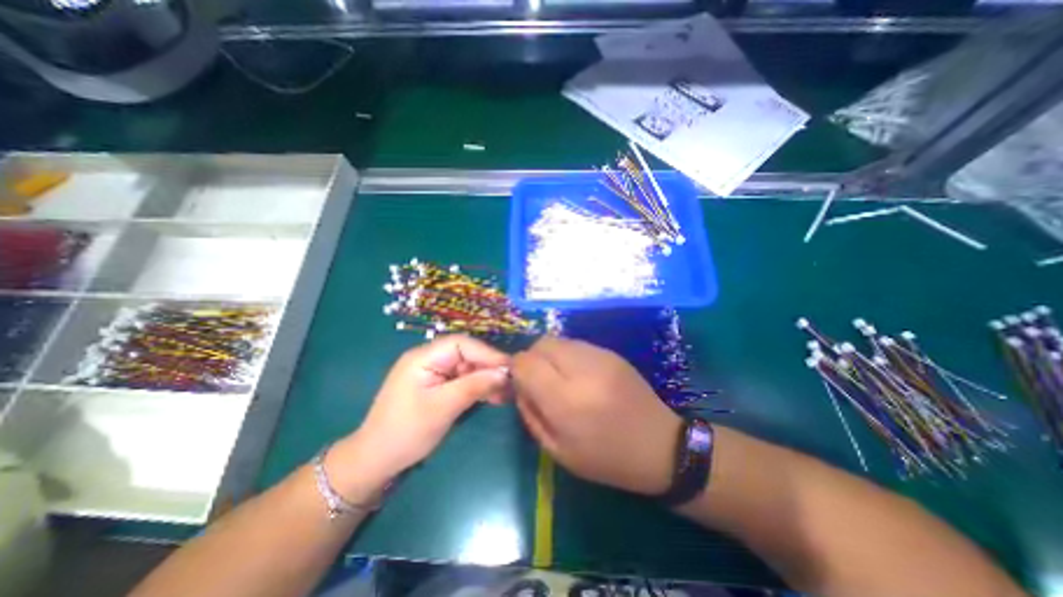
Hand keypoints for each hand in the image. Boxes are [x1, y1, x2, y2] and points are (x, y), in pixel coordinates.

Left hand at [334, 336, 511, 492]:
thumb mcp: (442, 408)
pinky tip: (495, 397)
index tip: (509, 368)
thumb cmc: (406, 432)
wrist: (376, 461)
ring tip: (507, 393)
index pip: (462, 344)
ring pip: (468, 368)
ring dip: (487, 379)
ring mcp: (434, 373)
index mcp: (424, 357)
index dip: (487, 353)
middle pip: (467, 355)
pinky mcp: (438, 386)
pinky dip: (479, 388)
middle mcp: (429, 359)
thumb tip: (504, 373)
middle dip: (489, 367)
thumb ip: (474, 386)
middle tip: (512, 383)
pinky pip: (463, 381)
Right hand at [513, 335, 680, 492]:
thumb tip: (518, 385)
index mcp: (566, 400)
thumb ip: (530, 413)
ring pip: (558, 340)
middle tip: (538, 381)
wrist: (660, 446)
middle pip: (541, 344)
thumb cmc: (606, 458)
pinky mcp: (611, 352)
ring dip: (549, 356)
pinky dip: (567, 355)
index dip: (516, 370)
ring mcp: (600, 356)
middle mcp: (581, 369)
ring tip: (559, 379)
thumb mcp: (558, 450)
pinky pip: (576, 344)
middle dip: (531, 358)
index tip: (520, 384)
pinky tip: (578, 376)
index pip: (525, 362)